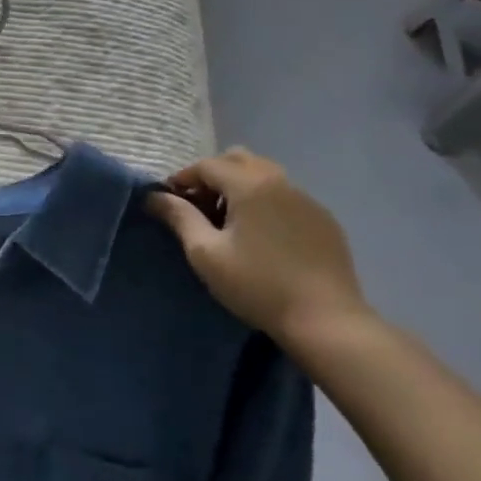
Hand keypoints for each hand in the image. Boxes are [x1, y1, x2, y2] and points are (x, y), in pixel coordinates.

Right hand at [146, 147, 366, 345]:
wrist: (326, 321)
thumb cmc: (258, 285)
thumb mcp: (206, 254)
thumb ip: (179, 218)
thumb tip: (154, 197)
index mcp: (249, 184)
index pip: (207, 165)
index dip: (182, 178)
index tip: (169, 200)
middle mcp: (280, 181)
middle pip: (238, 160)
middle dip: (213, 175)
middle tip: (200, 206)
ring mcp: (306, 199)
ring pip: (265, 174)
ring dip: (240, 186)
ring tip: (229, 221)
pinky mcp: (324, 219)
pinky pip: (286, 196)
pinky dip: (266, 202)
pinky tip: (263, 236)